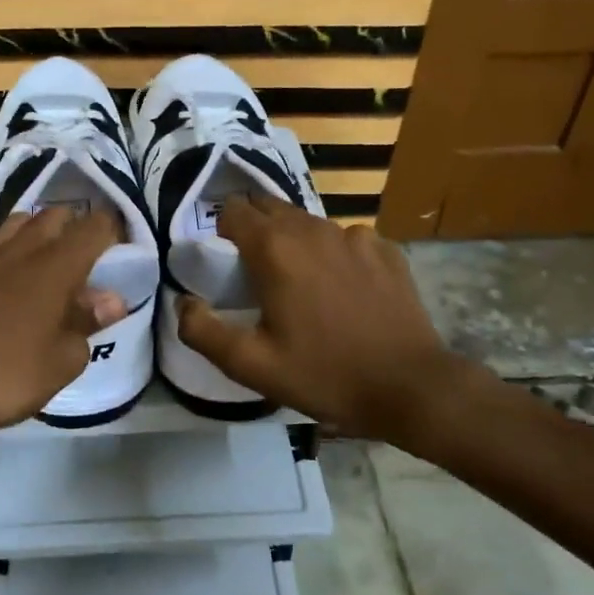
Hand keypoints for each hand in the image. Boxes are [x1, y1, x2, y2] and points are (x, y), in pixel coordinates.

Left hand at [0, 207, 125, 461]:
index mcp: (55, 265)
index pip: (94, 226)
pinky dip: (11, 256)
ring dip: (40, 234)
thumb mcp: (63, 360)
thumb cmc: (7, 374)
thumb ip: (88, 324)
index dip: (115, 230)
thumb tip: (110, 300)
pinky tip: (11, 287)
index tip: (124, 248)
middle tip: (89, 260)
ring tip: (51, 266)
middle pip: (55, 216)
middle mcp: (21, 250)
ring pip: (20, 225)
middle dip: (77, 228)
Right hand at [177, 193, 467, 438]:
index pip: (233, 210)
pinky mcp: (386, 249)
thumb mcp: (251, 365)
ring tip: (297, 281)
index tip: (222, 259)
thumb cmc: (324, 374)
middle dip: (254, 229)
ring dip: (293, 241)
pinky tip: (342, 288)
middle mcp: (313, 229)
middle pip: (270, 208)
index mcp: (275, 249)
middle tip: (253, 270)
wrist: (409, 387)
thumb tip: (184, 303)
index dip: (221, 230)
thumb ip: (203, 331)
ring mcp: (355, 236)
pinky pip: (346, 239)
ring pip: (308, 223)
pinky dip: (334, 254)